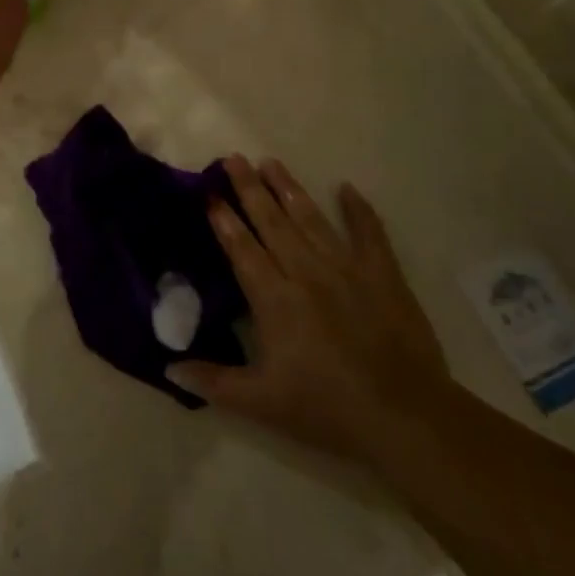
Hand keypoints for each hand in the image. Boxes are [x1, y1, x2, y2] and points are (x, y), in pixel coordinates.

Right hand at [169, 157, 448, 456]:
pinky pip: (369, 234)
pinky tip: (347, 189)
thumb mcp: (261, 403)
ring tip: (271, 162)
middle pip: (272, 223)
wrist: (405, 418)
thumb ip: (213, 381)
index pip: (242, 250)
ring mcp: (347, 270)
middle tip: (233, 158)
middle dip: (250, 189)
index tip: (209, 193)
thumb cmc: (326, 409)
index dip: (224, 220)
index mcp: (275, 299)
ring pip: (311, 219)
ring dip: (289, 189)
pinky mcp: (383, 276)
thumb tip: (169, 368)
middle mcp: (306, 272)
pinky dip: (359, 210)